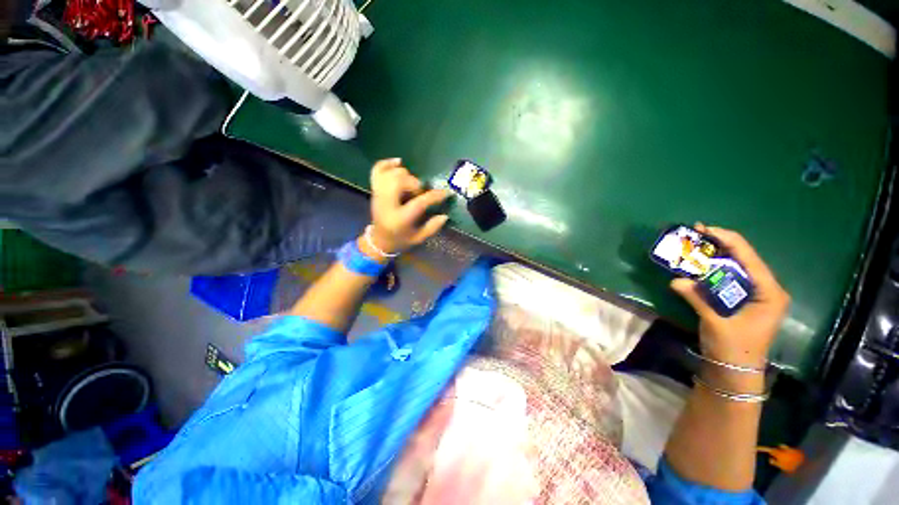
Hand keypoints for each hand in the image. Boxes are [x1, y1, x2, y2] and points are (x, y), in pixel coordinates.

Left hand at [367, 158, 449, 254]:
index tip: (446, 192)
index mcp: (399, 219)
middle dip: (414, 183)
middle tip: (419, 192)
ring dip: (405, 175)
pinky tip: (399, 162)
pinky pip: (377, 170)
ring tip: (410, 185)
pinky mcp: (374, 190)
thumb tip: (445, 215)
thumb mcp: (418, 238)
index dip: (434, 196)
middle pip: (399, 181)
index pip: (418, 203)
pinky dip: (387, 163)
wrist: (378, 240)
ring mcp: (378, 195)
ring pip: (390, 174)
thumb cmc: (400, 240)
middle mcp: (387, 204)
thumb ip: (432, 227)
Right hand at [670, 224, 789, 367]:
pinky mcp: (743, 300)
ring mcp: (755, 295)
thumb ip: (697, 298)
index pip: (749, 258)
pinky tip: (699, 264)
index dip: (727, 240)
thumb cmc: (733, 348)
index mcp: (769, 293)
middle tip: (697, 233)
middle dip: (720, 244)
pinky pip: (729, 278)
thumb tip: (675, 280)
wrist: (735, 371)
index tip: (705, 229)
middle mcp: (766, 289)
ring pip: (736, 267)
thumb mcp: (715, 322)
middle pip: (744, 258)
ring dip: (716, 256)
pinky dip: (713, 269)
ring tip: (696, 244)